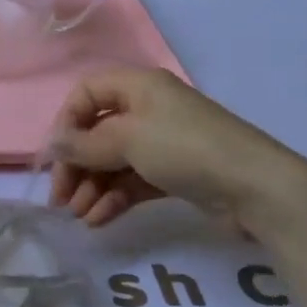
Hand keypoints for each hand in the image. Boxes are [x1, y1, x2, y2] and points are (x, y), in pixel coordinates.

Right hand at [48, 68, 304, 229]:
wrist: (255, 188)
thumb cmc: (186, 149)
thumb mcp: (129, 139)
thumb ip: (84, 144)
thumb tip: (51, 146)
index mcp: (138, 87)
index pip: (86, 94)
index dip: (65, 124)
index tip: (54, 158)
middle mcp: (147, 110)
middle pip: (96, 133)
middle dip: (75, 165)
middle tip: (60, 200)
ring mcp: (161, 143)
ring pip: (112, 161)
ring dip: (91, 187)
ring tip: (79, 216)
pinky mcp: (172, 174)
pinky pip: (131, 182)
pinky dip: (113, 198)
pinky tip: (99, 220)